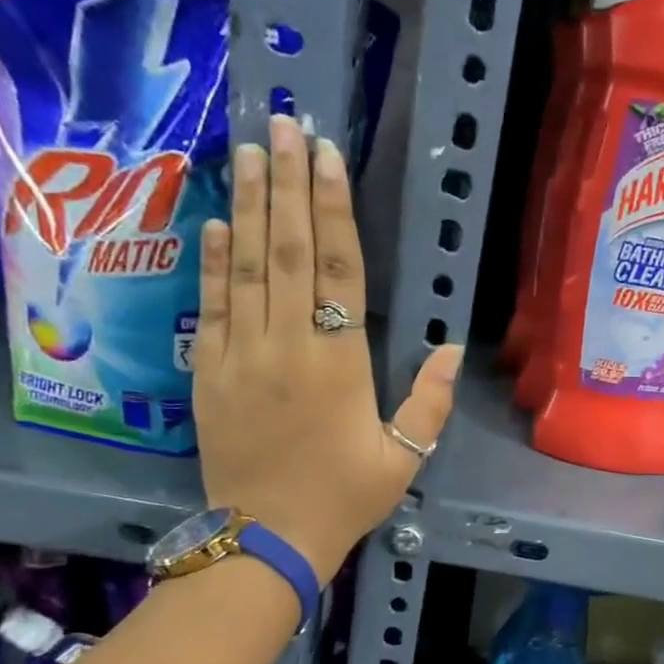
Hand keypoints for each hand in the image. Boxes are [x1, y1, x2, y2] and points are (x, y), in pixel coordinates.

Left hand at [194, 115, 463, 579]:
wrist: (267, 538)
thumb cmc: (343, 498)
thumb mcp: (403, 459)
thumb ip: (429, 402)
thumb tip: (452, 347)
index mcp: (340, 364)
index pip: (339, 271)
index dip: (333, 210)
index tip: (327, 157)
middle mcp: (289, 346)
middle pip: (287, 251)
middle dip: (286, 184)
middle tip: (284, 125)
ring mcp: (242, 355)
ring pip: (246, 267)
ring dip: (247, 205)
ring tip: (249, 151)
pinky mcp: (210, 373)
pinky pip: (213, 306)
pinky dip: (213, 262)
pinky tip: (215, 222)